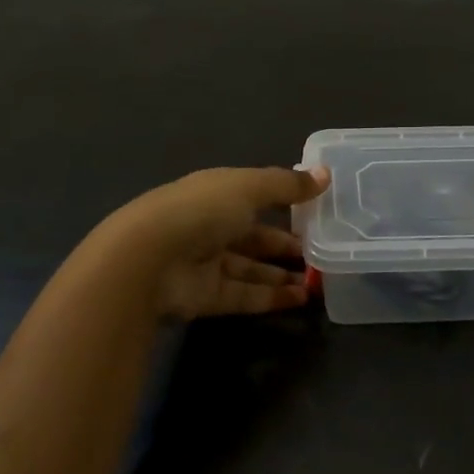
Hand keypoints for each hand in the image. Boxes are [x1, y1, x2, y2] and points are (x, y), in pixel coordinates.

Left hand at [110, 166, 328, 318]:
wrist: (147, 261)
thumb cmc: (201, 211)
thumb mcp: (249, 188)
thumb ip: (288, 185)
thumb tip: (326, 174)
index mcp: (216, 192)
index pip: (254, 194)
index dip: (284, 200)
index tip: (316, 209)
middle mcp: (210, 225)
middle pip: (254, 235)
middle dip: (285, 243)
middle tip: (322, 250)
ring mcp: (206, 263)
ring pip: (251, 267)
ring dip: (282, 273)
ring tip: (318, 279)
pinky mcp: (206, 297)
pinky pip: (245, 295)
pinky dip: (272, 297)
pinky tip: (301, 299)